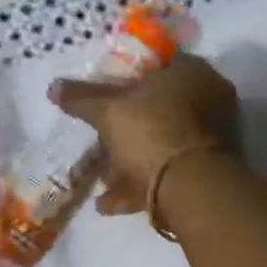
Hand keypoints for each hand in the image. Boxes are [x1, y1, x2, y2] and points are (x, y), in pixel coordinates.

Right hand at [52, 54, 239, 215]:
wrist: (190, 190)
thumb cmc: (152, 133)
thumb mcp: (109, 112)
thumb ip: (82, 98)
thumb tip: (53, 88)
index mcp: (193, 73)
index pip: (160, 64)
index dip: (130, 78)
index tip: (107, 95)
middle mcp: (209, 102)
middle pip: (160, 110)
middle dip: (126, 130)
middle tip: (100, 142)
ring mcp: (212, 140)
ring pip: (163, 146)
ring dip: (129, 163)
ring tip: (100, 179)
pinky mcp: (209, 174)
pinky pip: (169, 175)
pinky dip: (139, 187)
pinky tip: (107, 202)